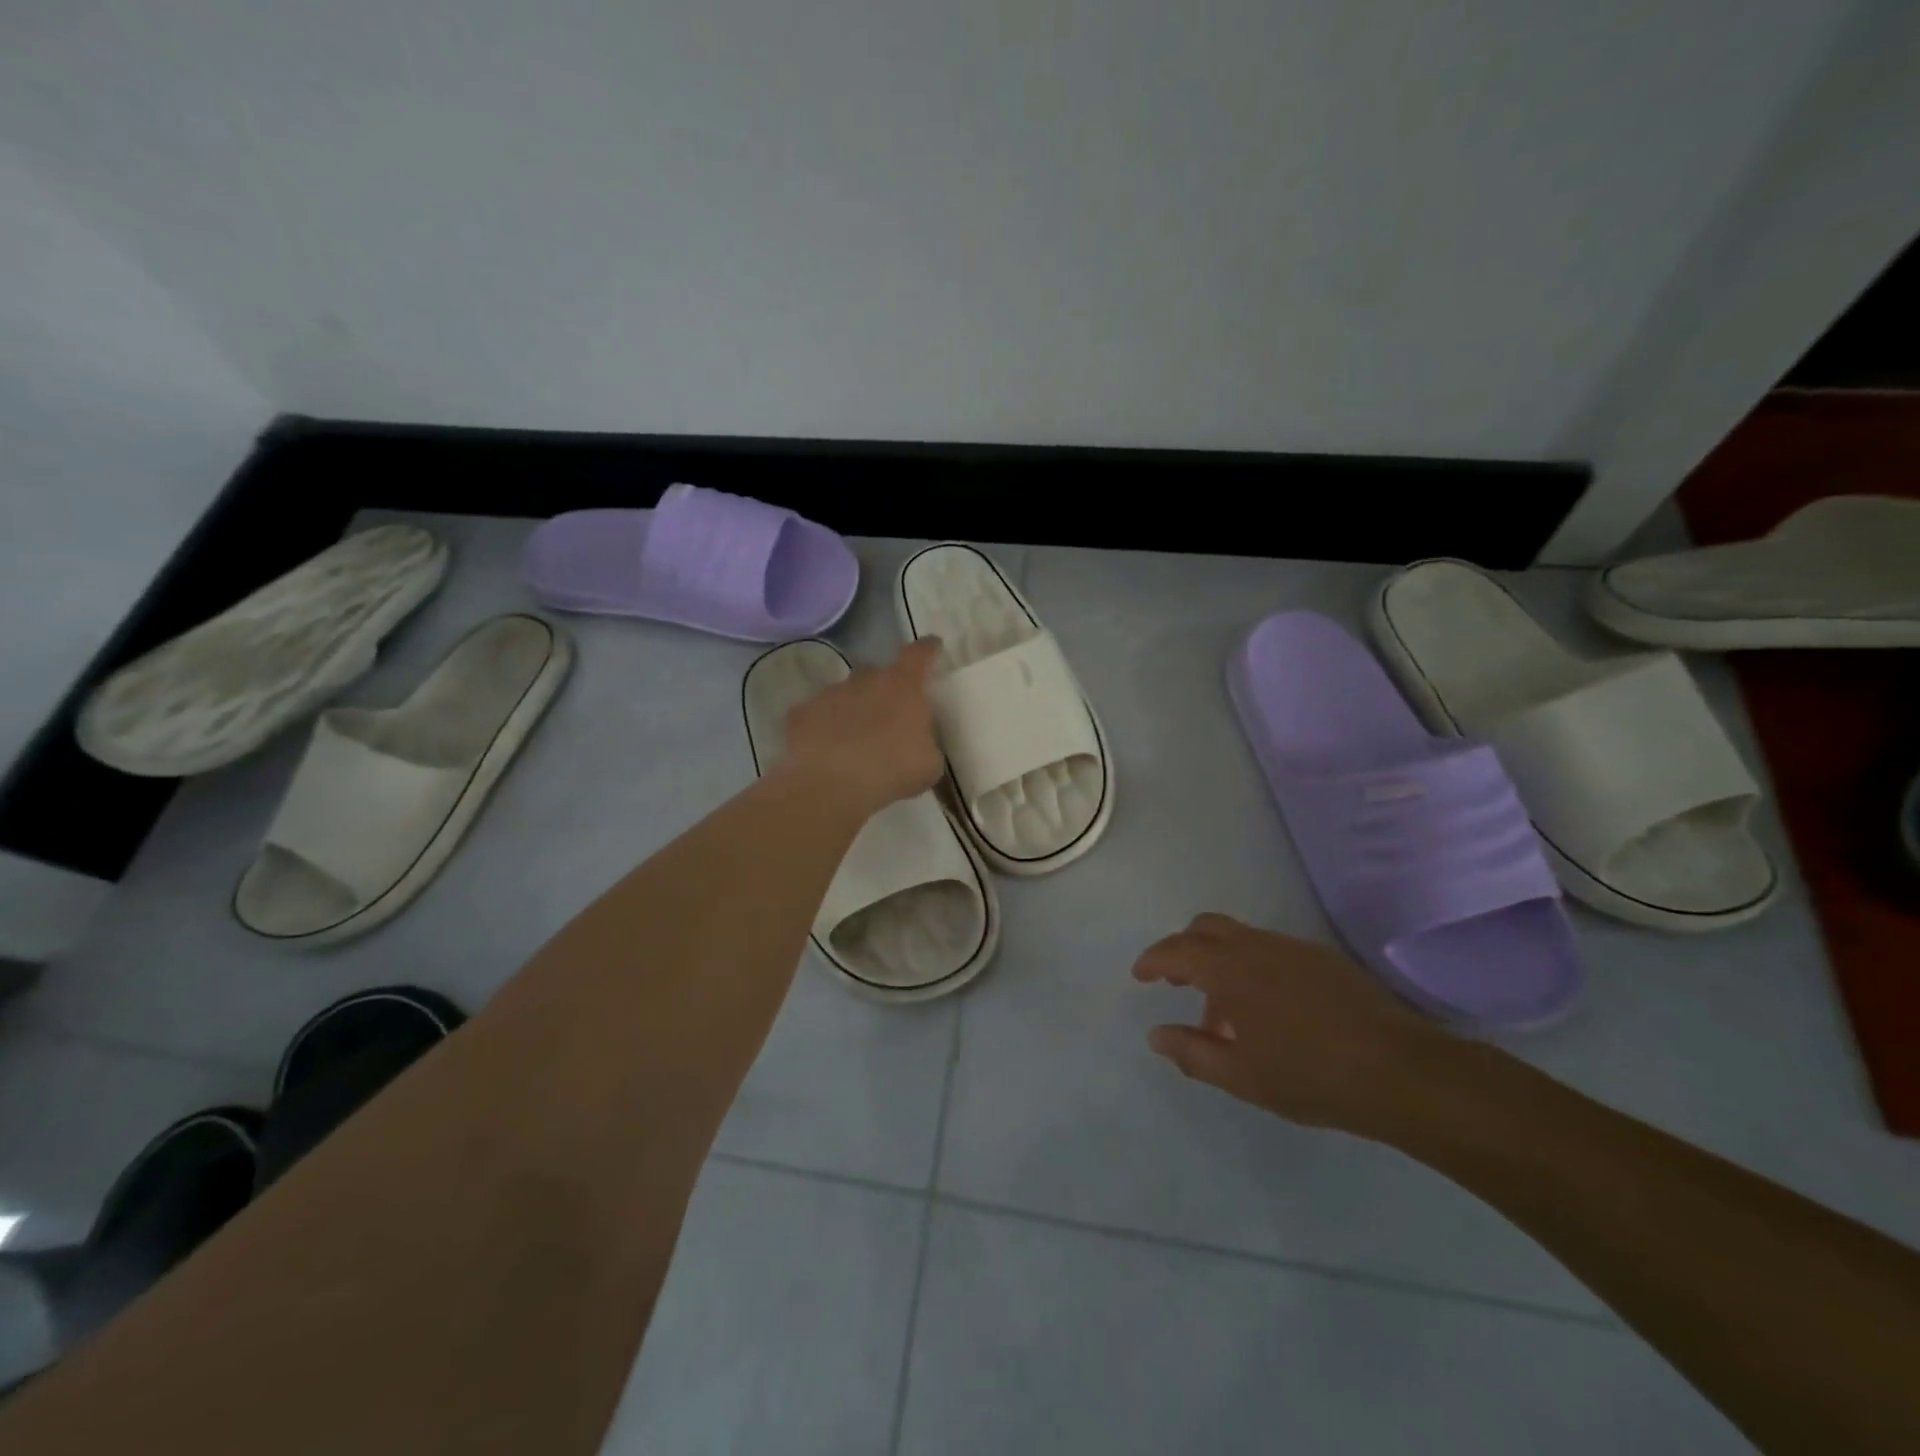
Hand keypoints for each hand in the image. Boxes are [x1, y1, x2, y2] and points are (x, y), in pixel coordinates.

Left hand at [783, 639, 945, 814]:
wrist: (831, 786)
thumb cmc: (892, 771)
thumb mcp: (929, 764)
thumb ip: (926, 743)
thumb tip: (918, 742)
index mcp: (903, 686)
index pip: (920, 654)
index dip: (928, 650)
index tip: (932, 647)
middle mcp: (865, 680)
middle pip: (877, 673)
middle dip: (883, 689)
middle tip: (887, 717)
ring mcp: (829, 693)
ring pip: (844, 693)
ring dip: (851, 709)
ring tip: (853, 740)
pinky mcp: (801, 713)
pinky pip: (816, 715)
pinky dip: (821, 727)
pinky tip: (824, 750)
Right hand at [1132, 914, 1454, 1136]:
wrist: (1401, 1072)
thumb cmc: (1310, 1076)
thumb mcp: (1241, 1076)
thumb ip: (1192, 1052)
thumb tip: (1156, 1035)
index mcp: (1230, 969)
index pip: (1177, 950)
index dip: (1153, 960)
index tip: (1140, 975)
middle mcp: (1257, 946)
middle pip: (1206, 927)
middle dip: (1184, 948)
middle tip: (1177, 982)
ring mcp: (1293, 948)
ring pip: (1240, 938)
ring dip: (1220, 961)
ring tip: (1227, 1014)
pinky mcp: (1323, 959)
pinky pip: (1270, 950)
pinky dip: (1252, 966)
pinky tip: (1269, 1010)